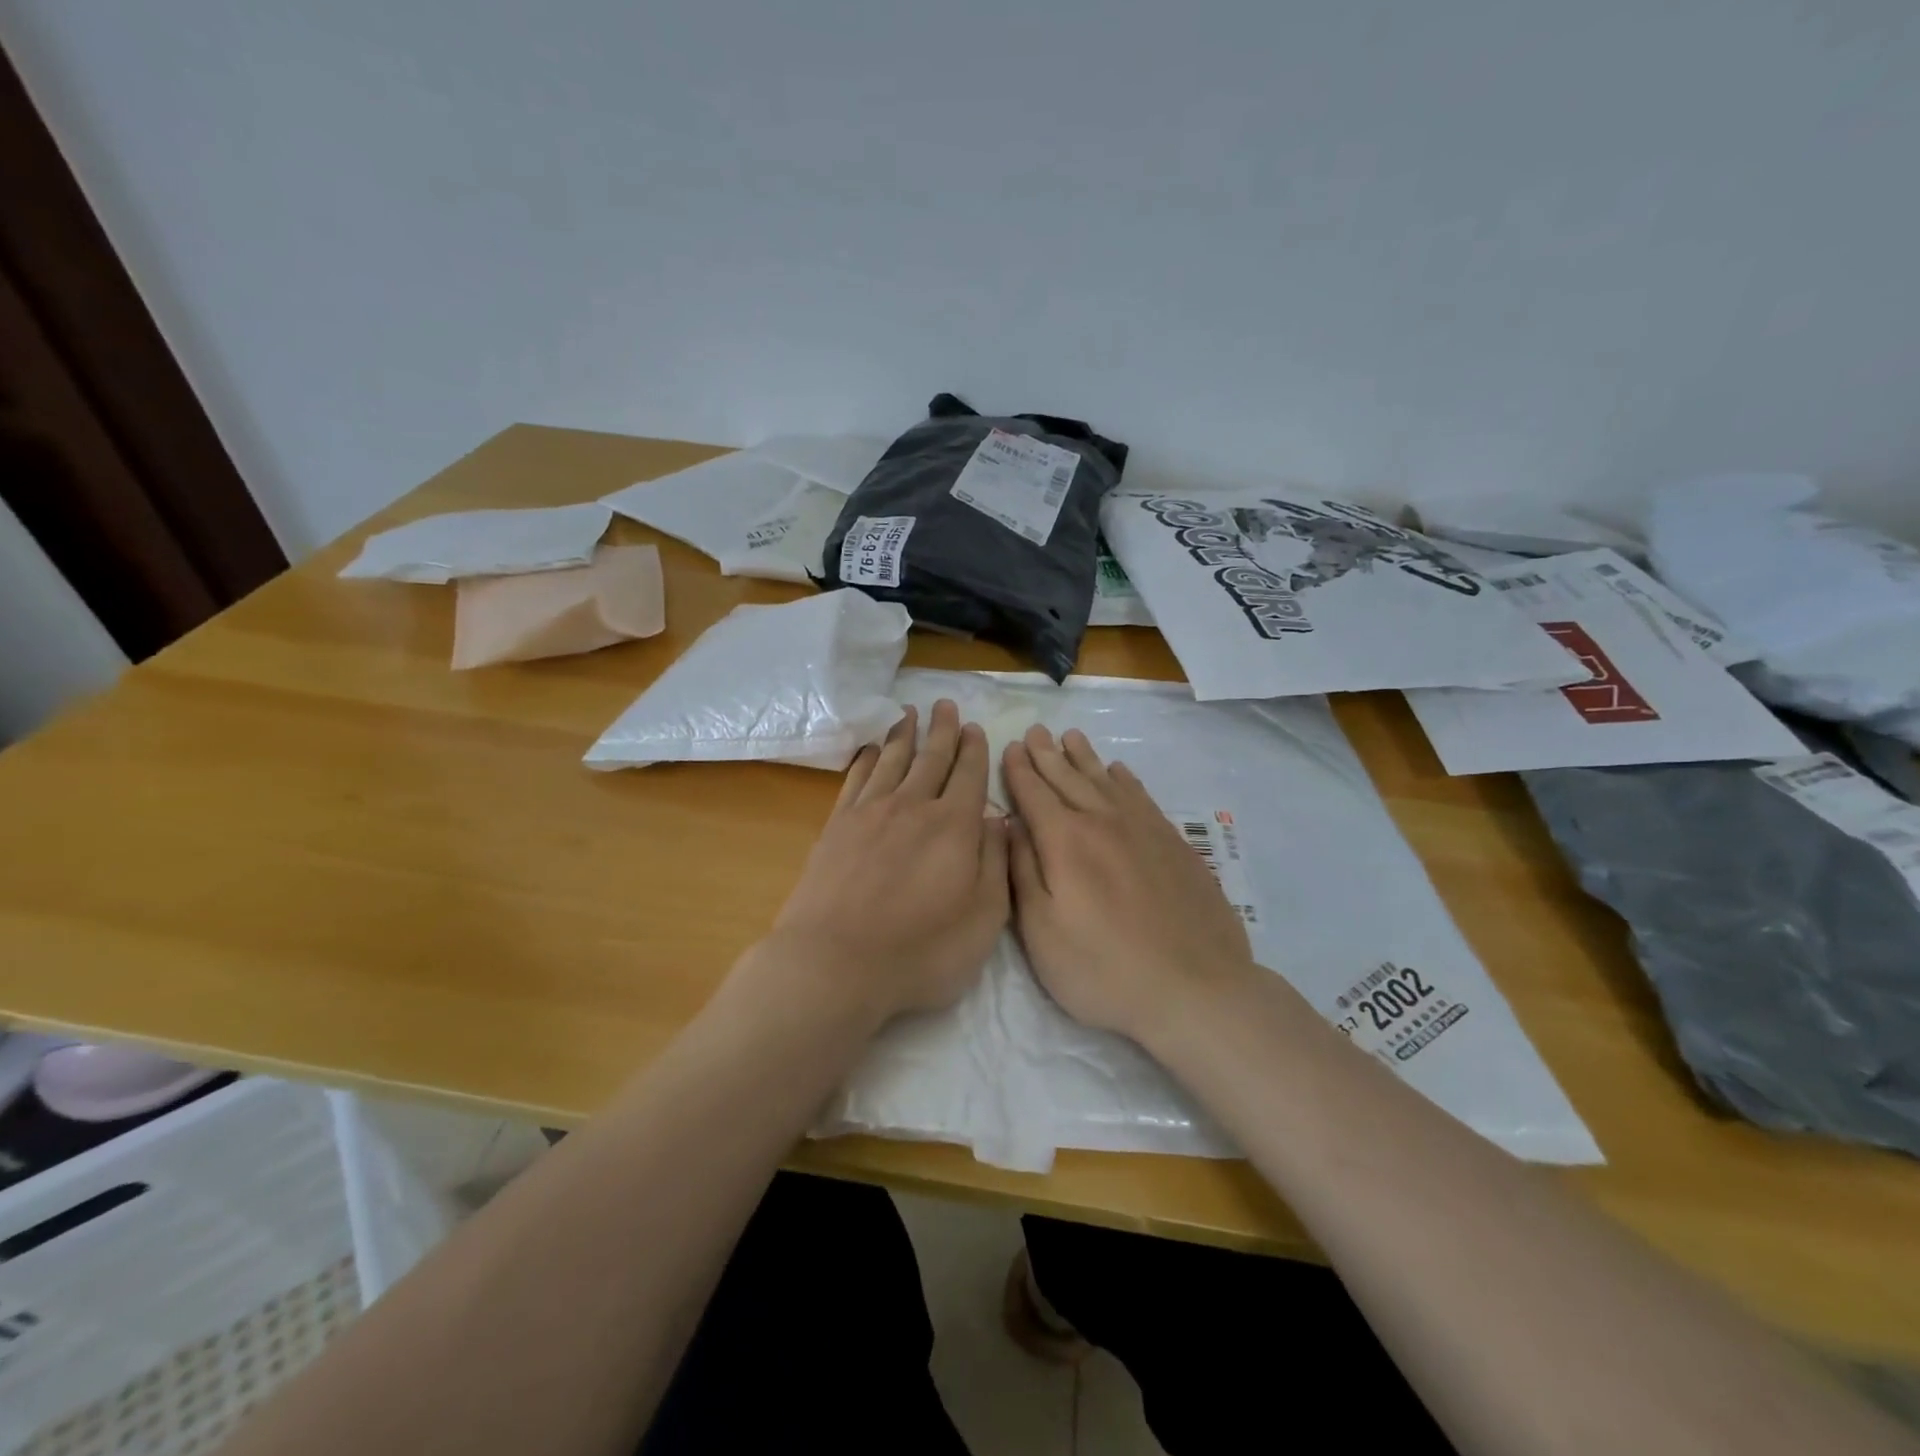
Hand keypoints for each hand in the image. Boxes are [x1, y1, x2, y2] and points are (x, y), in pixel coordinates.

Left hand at [763, 700, 1009, 1026]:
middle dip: (942, 729)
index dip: (973, 749)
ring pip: (893, 760)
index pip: (969, 775)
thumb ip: (996, 863)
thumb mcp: (983, 918)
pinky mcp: (837, 826)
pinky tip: (871, 750)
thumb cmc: (921, 950)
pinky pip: (857, 779)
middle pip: (931, 758)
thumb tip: (999, 820)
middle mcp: (913, 806)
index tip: (973, 728)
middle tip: (944, 704)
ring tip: (910, 713)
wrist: (836, 963)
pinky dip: (867, 759)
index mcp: (954, 826)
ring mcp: (870, 813)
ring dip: (904, 734)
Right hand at [1002, 725, 1255, 1041]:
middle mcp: (1103, 822)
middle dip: (1048, 755)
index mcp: (1065, 841)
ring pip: (1106, 781)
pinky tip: (1119, 772)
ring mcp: (1144, 830)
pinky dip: (1125, 780)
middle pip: (1069, 779)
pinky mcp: (1174, 844)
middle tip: (1036, 731)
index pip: (1034, 793)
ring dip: (1085, 758)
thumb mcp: (1041, 931)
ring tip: (1071, 737)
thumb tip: (1009, 824)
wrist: (1195, 988)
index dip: (1020, 769)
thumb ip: (1022, 870)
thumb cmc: (1103, 969)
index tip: (1012, 746)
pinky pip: (1142, 796)